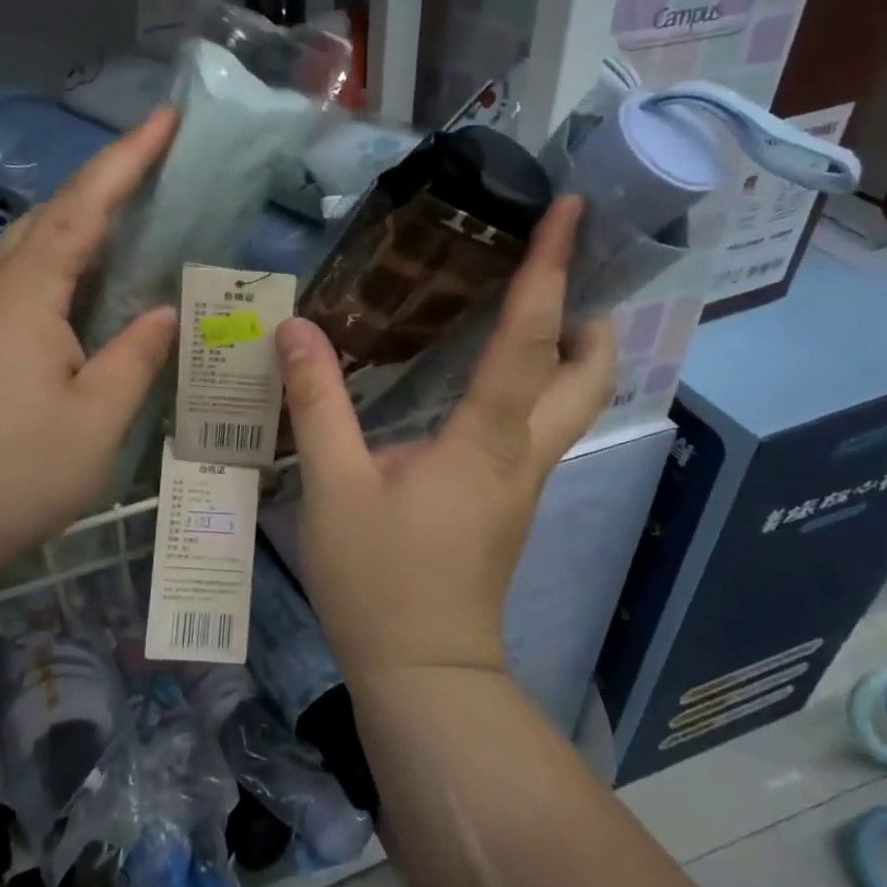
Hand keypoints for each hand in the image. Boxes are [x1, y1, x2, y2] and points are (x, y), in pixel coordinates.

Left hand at [0, 107, 181, 585]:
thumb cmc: (14, 471)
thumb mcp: (98, 416)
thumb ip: (137, 355)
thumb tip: (167, 312)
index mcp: (28, 294)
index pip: (84, 206)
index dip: (127, 158)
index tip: (165, 118)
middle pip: (50, 214)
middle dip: (104, 182)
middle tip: (156, 168)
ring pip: (33, 246)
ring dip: (80, 220)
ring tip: (131, 218)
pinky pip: (25, 280)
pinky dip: (64, 263)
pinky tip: (88, 287)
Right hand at [275, 197, 616, 684]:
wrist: (423, 673)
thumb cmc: (380, 580)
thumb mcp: (333, 487)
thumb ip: (317, 402)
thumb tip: (296, 328)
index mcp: (488, 441)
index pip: (531, 339)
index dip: (549, 270)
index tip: (569, 213)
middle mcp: (524, 454)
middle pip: (590, 375)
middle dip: (590, 315)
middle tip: (556, 273)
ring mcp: (525, 482)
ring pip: (574, 404)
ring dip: (569, 351)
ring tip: (528, 311)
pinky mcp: (509, 503)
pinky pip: (540, 428)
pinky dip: (536, 386)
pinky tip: (486, 381)